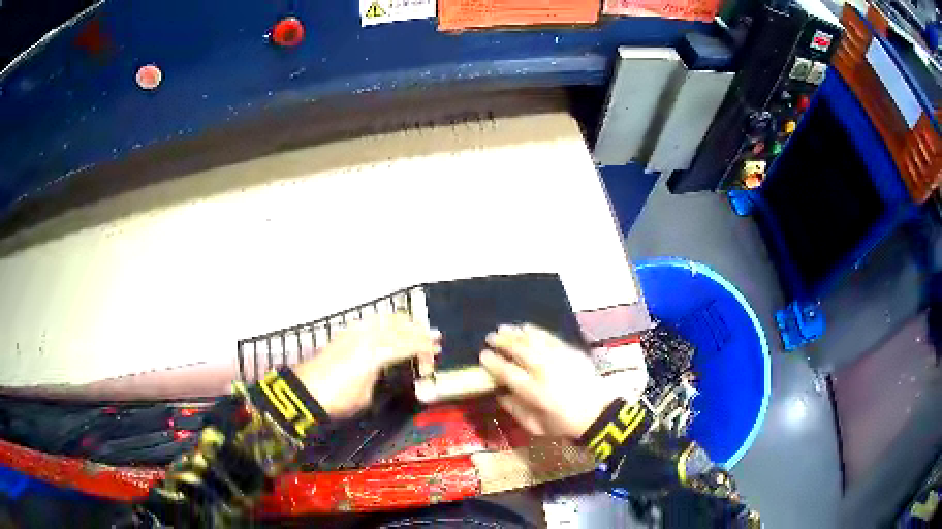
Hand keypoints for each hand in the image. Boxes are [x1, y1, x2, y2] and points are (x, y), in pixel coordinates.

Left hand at [292, 314, 440, 418]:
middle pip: (399, 326)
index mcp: (377, 352)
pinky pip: (371, 322)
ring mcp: (354, 332)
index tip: (438, 349)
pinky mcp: (344, 334)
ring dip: (402, 323)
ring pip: (384, 319)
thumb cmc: (339, 399)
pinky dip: (385, 322)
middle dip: (417, 330)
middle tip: (432, 337)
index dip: (425, 347)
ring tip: (413, 329)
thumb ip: (381, 377)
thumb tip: (387, 369)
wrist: (306, 391)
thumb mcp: (367, 395)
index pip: (408, 345)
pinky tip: (388, 328)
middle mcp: (367, 336)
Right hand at [479, 324, 617, 438]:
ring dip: (516, 333)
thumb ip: (515, 409)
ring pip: (534, 340)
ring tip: (504, 328)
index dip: (492, 362)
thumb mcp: (535, 426)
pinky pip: (550, 337)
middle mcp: (544, 371)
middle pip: (519, 350)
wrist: (597, 414)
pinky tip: (527, 328)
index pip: (507, 372)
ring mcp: (559, 359)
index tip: (482, 355)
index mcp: (534, 392)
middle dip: (502, 342)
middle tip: (490, 337)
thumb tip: (500, 394)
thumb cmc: (564, 424)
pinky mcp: (571, 352)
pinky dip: (537, 331)